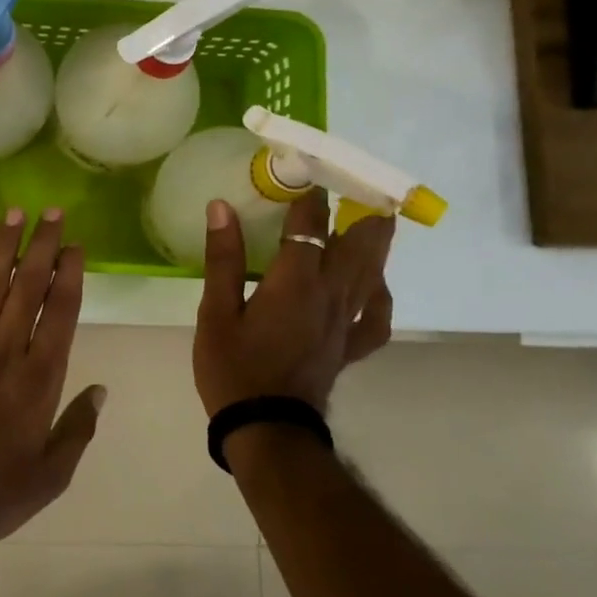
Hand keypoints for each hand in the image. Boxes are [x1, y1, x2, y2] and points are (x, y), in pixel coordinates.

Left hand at [0, 208, 105, 543]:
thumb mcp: (53, 474)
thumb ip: (78, 428)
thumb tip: (100, 390)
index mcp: (39, 379)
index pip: (59, 313)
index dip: (68, 275)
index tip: (74, 246)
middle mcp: (4, 352)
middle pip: (27, 288)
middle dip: (40, 246)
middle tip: (50, 212)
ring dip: (2, 248)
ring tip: (13, 216)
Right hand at [193, 190, 395, 415]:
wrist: (265, 427)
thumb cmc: (233, 367)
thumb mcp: (215, 312)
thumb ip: (223, 258)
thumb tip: (222, 207)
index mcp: (295, 282)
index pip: (310, 224)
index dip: (308, 193)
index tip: (302, 170)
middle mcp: (331, 294)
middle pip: (361, 241)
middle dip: (359, 208)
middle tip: (352, 185)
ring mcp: (347, 321)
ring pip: (375, 272)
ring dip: (375, 241)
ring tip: (371, 218)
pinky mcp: (350, 346)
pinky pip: (378, 316)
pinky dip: (381, 295)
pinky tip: (374, 285)